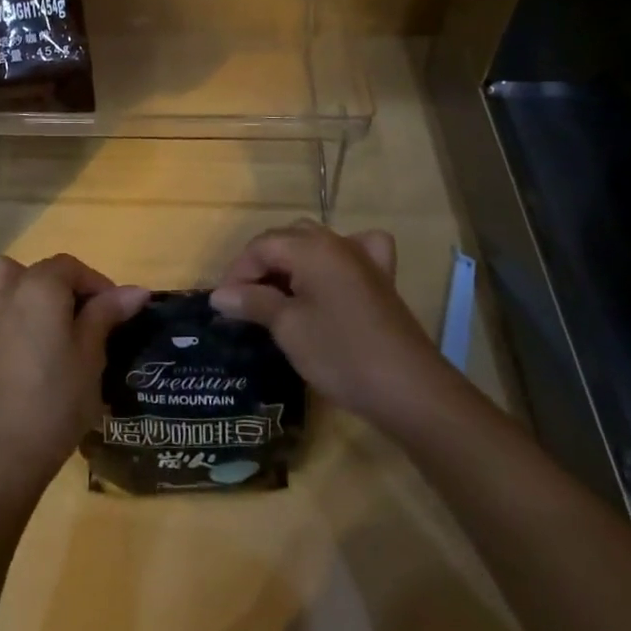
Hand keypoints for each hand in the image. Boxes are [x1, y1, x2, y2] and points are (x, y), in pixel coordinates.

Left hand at [0, 254, 148, 499]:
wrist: (7, 453)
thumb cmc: (59, 401)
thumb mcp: (93, 356)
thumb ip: (107, 314)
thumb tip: (136, 290)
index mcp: (43, 288)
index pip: (73, 267)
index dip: (98, 284)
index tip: (116, 312)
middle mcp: (9, 291)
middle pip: (42, 271)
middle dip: (68, 286)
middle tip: (89, 321)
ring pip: (0, 276)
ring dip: (22, 281)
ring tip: (42, 309)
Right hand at [209, 221, 460, 428]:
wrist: (409, 390)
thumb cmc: (341, 354)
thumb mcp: (288, 328)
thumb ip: (252, 303)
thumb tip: (220, 295)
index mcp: (310, 247)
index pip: (261, 246)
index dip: (237, 272)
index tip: (223, 304)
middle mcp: (336, 241)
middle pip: (286, 240)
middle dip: (260, 266)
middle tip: (245, 300)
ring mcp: (363, 258)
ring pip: (315, 243)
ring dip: (291, 263)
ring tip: (276, 294)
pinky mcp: (381, 279)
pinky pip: (355, 251)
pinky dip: (335, 258)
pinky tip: (332, 274)